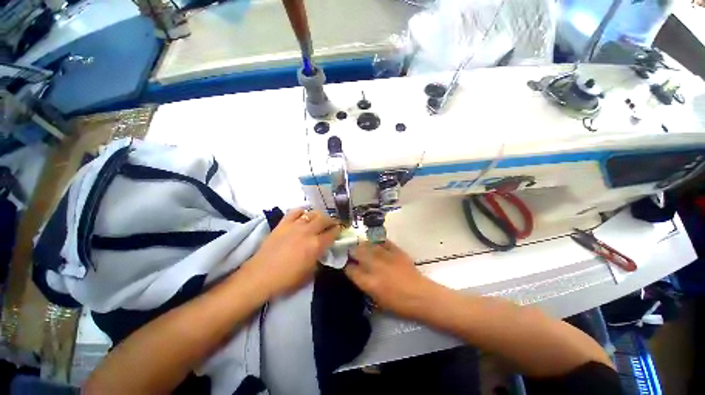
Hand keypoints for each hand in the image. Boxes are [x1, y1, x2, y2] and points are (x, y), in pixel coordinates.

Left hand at [247, 209, 339, 297]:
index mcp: (316, 245)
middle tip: (332, 224)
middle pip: (325, 219)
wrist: (261, 276)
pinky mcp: (283, 223)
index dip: (338, 230)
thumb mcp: (310, 273)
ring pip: (312, 213)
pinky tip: (303, 216)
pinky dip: (301, 212)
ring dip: (319, 215)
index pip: (332, 233)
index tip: (339, 230)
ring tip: (319, 219)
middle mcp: (308, 232)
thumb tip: (323, 251)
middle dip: (331, 220)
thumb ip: (319, 259)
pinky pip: (295, 211)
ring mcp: (295, 225)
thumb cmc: (287, 279)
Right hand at [345, 241, 439, 318]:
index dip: (347, 266)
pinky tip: (375, 242)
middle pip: (357, 252)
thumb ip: (365, 284)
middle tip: (352, 253)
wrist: (421, 296)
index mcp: (368, 282)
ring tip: (361, 245)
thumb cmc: (398, 303)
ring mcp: (385, 256)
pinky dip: (378, 241)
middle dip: (352, 252)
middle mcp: (374, 266)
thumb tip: (358, 273)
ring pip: (368, 245)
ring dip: (362, 245)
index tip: (347, 265)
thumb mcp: (377, 299)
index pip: (350, 269)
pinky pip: (383, 241)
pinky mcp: (396, 251)